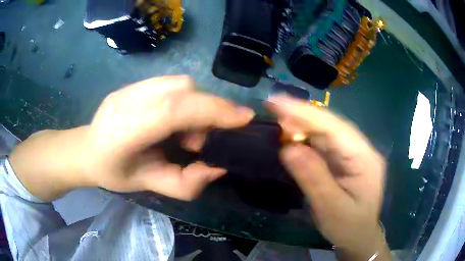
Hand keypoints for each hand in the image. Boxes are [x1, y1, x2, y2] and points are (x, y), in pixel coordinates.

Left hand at [10, 76, 253, 200]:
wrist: (85, 150)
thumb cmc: (113, 173)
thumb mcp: (149, 186)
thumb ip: (186, 182)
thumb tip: (219, 165)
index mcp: (124, 132)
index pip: (173, 110)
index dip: (212, 110)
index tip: (244, 118)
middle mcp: (126, 101)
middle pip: (182, 90)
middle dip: (209, 109)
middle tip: (210, 136)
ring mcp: (128, 88)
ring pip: (179, 83)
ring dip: (197, 104)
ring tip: (188, 131)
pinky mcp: (132, 83)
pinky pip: (170, 83)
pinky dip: (185, 99)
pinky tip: (176, 118)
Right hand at [268, 96, 390, 260]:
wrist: (358, 237)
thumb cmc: (349, 227)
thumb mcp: (331, 208)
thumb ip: (313, 178)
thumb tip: (288, 148)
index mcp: (365, 158)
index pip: (335, 129)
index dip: (306, 113)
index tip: (277, 102)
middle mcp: (360, 149)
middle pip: (330, 126)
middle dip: (301, 116)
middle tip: (271, 108)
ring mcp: (352, 153)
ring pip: (325, 132)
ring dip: (301, 125)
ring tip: (276, 120)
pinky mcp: (343, 160)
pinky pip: (322, 144)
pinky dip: (304, 139)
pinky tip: (290, 137)